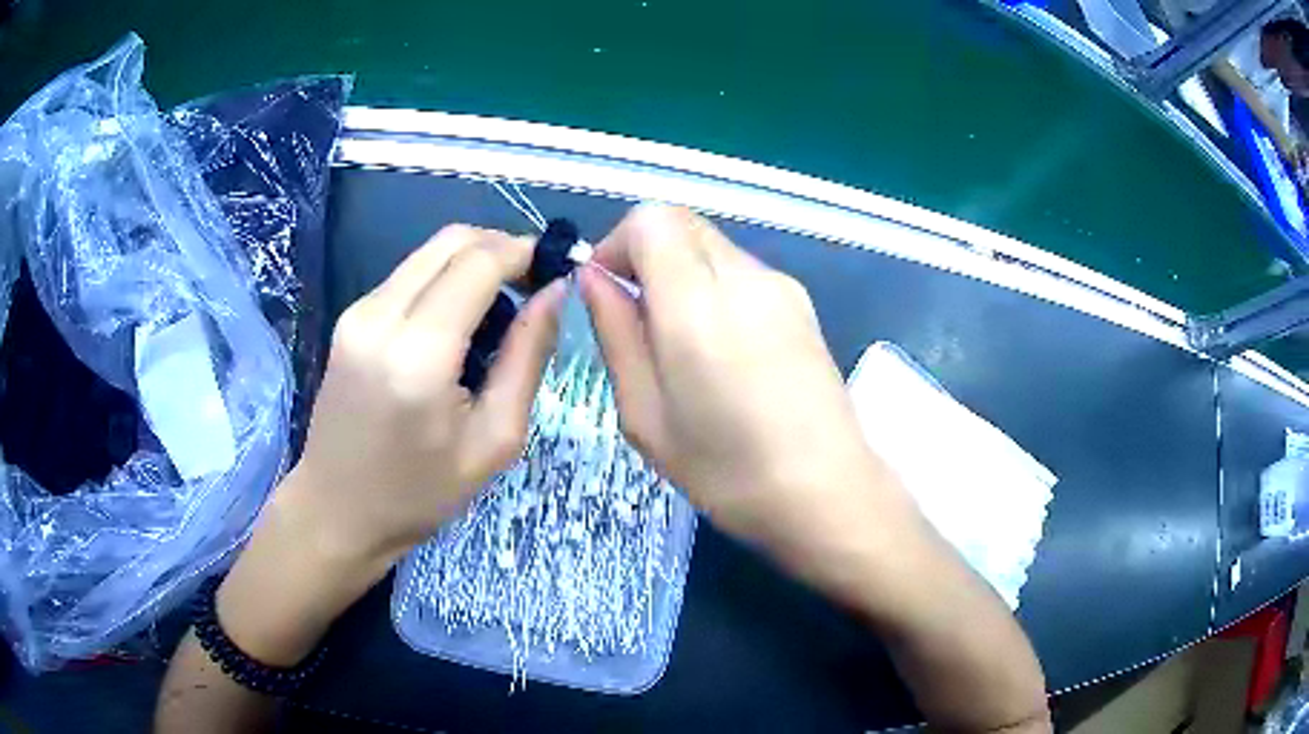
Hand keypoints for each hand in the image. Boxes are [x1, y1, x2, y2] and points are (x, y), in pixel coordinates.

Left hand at [283, 224, 562, 566]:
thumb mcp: (494, 439)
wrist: (337, 511)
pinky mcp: (349, 317)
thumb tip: (555, 292)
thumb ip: (528, 357)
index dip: (525, 252)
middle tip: (533, 285)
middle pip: (452, 240)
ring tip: (500, 307)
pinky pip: (409, 275)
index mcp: (419, 354)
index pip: (479, 262)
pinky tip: (459, 321)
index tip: (557, 269)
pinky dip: (445, 279)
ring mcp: (358, 312)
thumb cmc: (420, 493)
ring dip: (473, 261)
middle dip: (502, 247)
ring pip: (429, 252)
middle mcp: (380, 316)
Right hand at [579, 204, 899, 553]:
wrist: (826, 493)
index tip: (605, 290)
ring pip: (712, 246)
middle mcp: (745, 276)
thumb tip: (593, 278)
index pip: (651, 219)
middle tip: (636, 318)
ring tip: (680, 344)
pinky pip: (742, 272)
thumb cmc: (725, 471)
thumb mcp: (645, 414)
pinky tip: (722, 351)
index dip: (617, 243)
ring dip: (680, 273)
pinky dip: (714, 288)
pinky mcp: (803, 303)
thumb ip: (616, 333)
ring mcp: (781, 286)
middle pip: (682, 223)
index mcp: (698, 303)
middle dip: (645, 254)